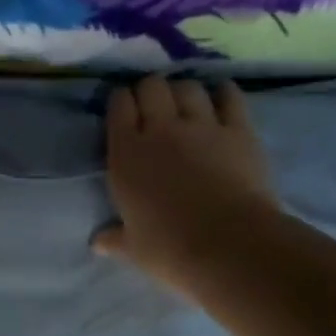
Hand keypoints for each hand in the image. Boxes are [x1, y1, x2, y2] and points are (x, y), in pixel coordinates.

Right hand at [95, 75, 278, 291]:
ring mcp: (202, 126)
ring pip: (188, 86)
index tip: (125, 110)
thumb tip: (97, 243)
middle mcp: (160, 129)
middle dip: (150, 90)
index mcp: (126, 153)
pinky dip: (223, 93)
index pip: (119, 105)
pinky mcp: (239, 130)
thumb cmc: (170, 249)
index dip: (121, 101)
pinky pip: (230, 96)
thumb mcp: (133, 248)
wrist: (229, 246)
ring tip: (187, 104)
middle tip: (154, 107)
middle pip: (151, 86)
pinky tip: (221, 98)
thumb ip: (114, 238)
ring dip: (184, 91)